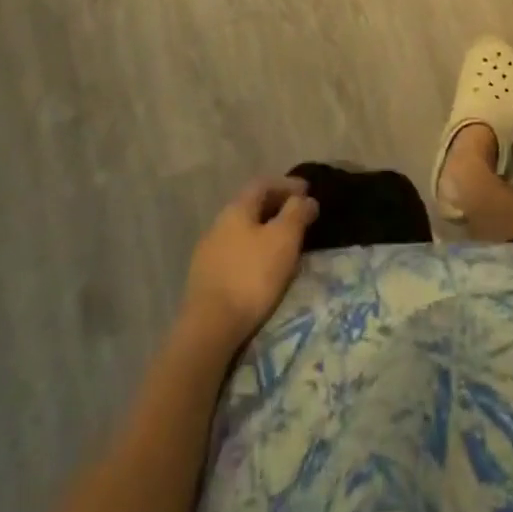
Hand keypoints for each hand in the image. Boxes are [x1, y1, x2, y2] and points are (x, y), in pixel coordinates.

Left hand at [182, 177, 320, 345]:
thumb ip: (297, 213)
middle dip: (276, 206)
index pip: (263, 184)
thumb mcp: (284, 239)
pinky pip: (235, 253)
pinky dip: (253, 251)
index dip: (287, 184)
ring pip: (242, 231)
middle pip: (251, 206)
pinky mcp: (205, 279)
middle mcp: (218, 224)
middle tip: (298, 215)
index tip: (307, 191)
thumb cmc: (251, 275)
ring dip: (264, 231)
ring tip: (284, 243)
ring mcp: (208, 252)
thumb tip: (306, 199)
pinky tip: (262, 267)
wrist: (209, 327)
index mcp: (236, 209)